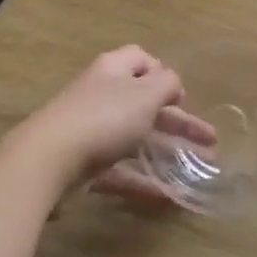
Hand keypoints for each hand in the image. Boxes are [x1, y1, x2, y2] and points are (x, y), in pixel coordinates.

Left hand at [9, 46, 215, 202]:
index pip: (141, 60)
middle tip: (209, 140)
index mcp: (113, 70)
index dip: (163, 74)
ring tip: (199, 170)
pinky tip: (167, 196)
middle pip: (145, 103)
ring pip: (135, 138)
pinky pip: (120, 169)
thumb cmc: (103, 117)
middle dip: (179, 122)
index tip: (181, 98)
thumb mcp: (145, 94)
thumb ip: (167, 84)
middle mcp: (101, 95)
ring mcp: (90, 131)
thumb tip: (173, 84)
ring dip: (167, 152)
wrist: (47, 162)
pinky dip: (143, 180)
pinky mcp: (83, 165)